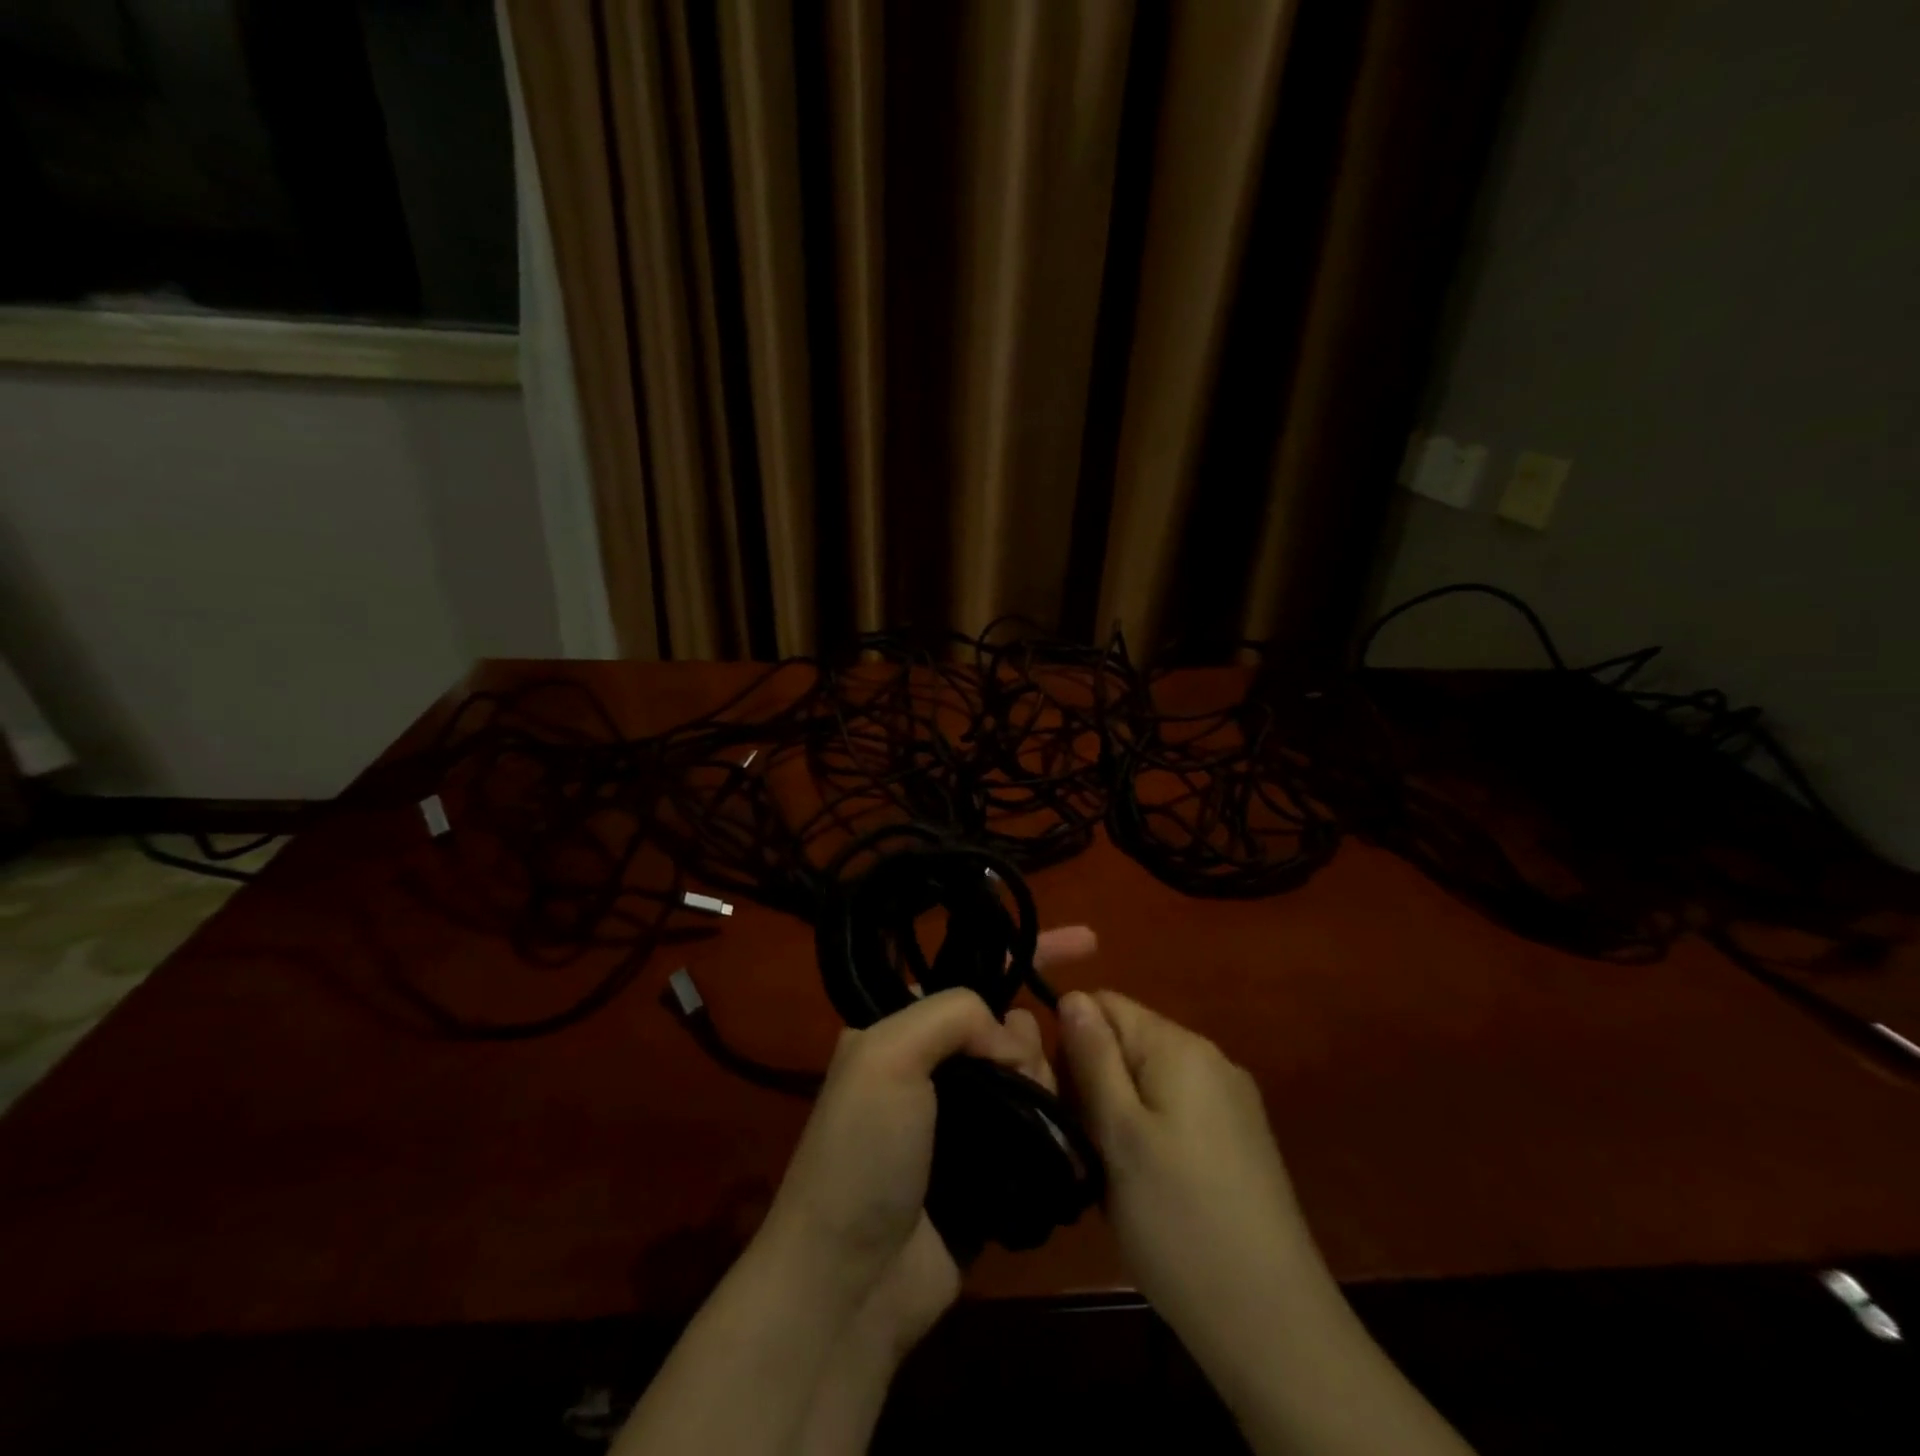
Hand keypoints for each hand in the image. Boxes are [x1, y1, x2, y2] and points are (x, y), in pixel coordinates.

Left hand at [760, 927, 1096, 1339]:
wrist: (851, 1284)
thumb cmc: (863, 1155)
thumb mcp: (888, 1057)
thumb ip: (954, 1016)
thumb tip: (1014, 1040)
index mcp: (900, 1029)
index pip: (969, 973)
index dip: (1024, 952)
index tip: (1088, 942)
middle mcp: (932, 1066)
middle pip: (1009, 1024)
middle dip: (1029, 1037)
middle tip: (1020, 1075)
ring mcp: (964, 1119)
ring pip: (1029, 1072)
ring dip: (1042, 1084)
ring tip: (1031, 1116)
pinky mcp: (991, 1169)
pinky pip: (1037, 1125)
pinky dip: (1054, 1122)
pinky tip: (1062, 1135)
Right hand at [1057, 990, 1318, 1363]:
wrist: (1273, 1324)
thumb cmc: (1179, 1221)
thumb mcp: (1119, 1134)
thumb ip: (1093, 1058)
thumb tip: (1072, 995)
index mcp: (1180, 1047)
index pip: (1106, 1004)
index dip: (1071, 1040)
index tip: (1059, 1096)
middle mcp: (1210, 1059)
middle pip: (1128, 1042)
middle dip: (1094, 1082)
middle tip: (1083, 1144)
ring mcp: (1231, 1101)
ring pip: (1148, 1081)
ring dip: (1118, 1113)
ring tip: (1109, 1172)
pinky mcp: (1240, 1140)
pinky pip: (1175, 1112)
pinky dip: (1148, 1135)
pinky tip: (1146, 1186)